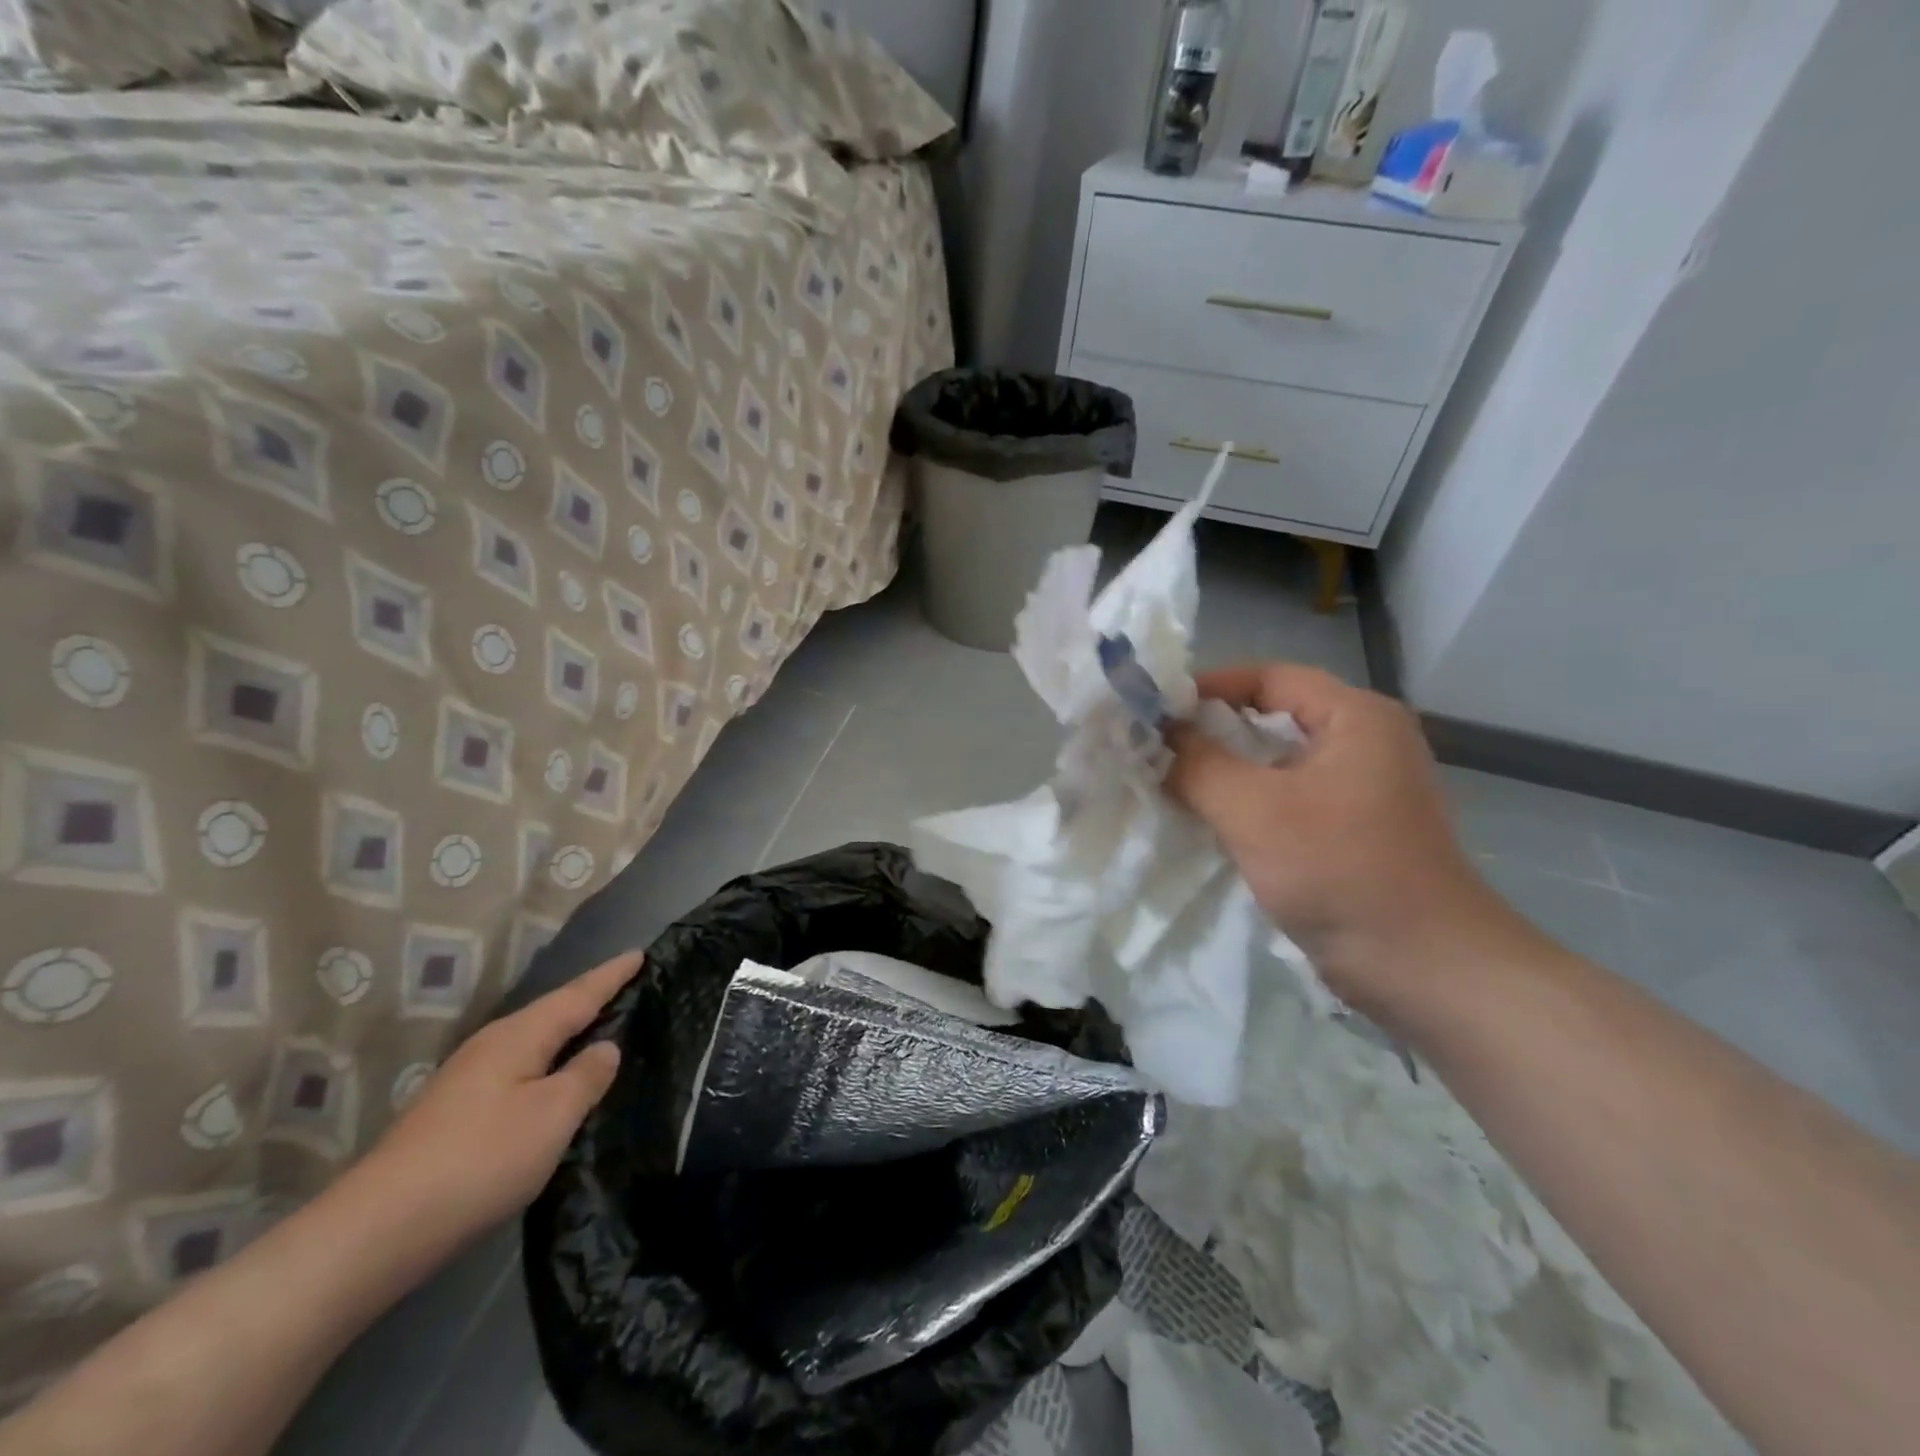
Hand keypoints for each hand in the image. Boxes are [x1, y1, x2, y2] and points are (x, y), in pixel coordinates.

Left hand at [350, 952, 641, 1253]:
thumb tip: (606, 1047)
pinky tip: (553, 1080)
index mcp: (520, 1035)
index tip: (640, 953)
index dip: (612, 975)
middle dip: (590, 997)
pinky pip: (519, 1068)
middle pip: (553, 1012)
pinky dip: (547, 1061)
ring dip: (567, 1031)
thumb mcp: (553, 1115)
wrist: (377, 1230)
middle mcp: (492, 1045)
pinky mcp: (455, 1112)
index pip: (579, 994)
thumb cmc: (481, 1159)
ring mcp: (468, 1079)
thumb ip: (587, 1076)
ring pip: (533, 1041)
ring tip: (600, 1027)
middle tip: (628, 986)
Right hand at [1166, 664, 1508, 1014]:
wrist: (1423, 968)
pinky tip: (1206, 820)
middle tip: (1154, 746)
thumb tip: (1161, 738)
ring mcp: (1361, 790)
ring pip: (1276, 763)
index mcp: (1356, 717)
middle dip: (1211, 731)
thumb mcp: (1254, 809)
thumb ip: (1198, 764)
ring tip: (1169, 782)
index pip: (1269, 677)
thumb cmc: (1340, 870)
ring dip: (1224, 771)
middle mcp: (1364, 743)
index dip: (1208, 687)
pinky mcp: (1351, 831)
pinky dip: (1245, 803)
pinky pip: (1286, 800)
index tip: (1155, 709)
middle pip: (1272, 718)